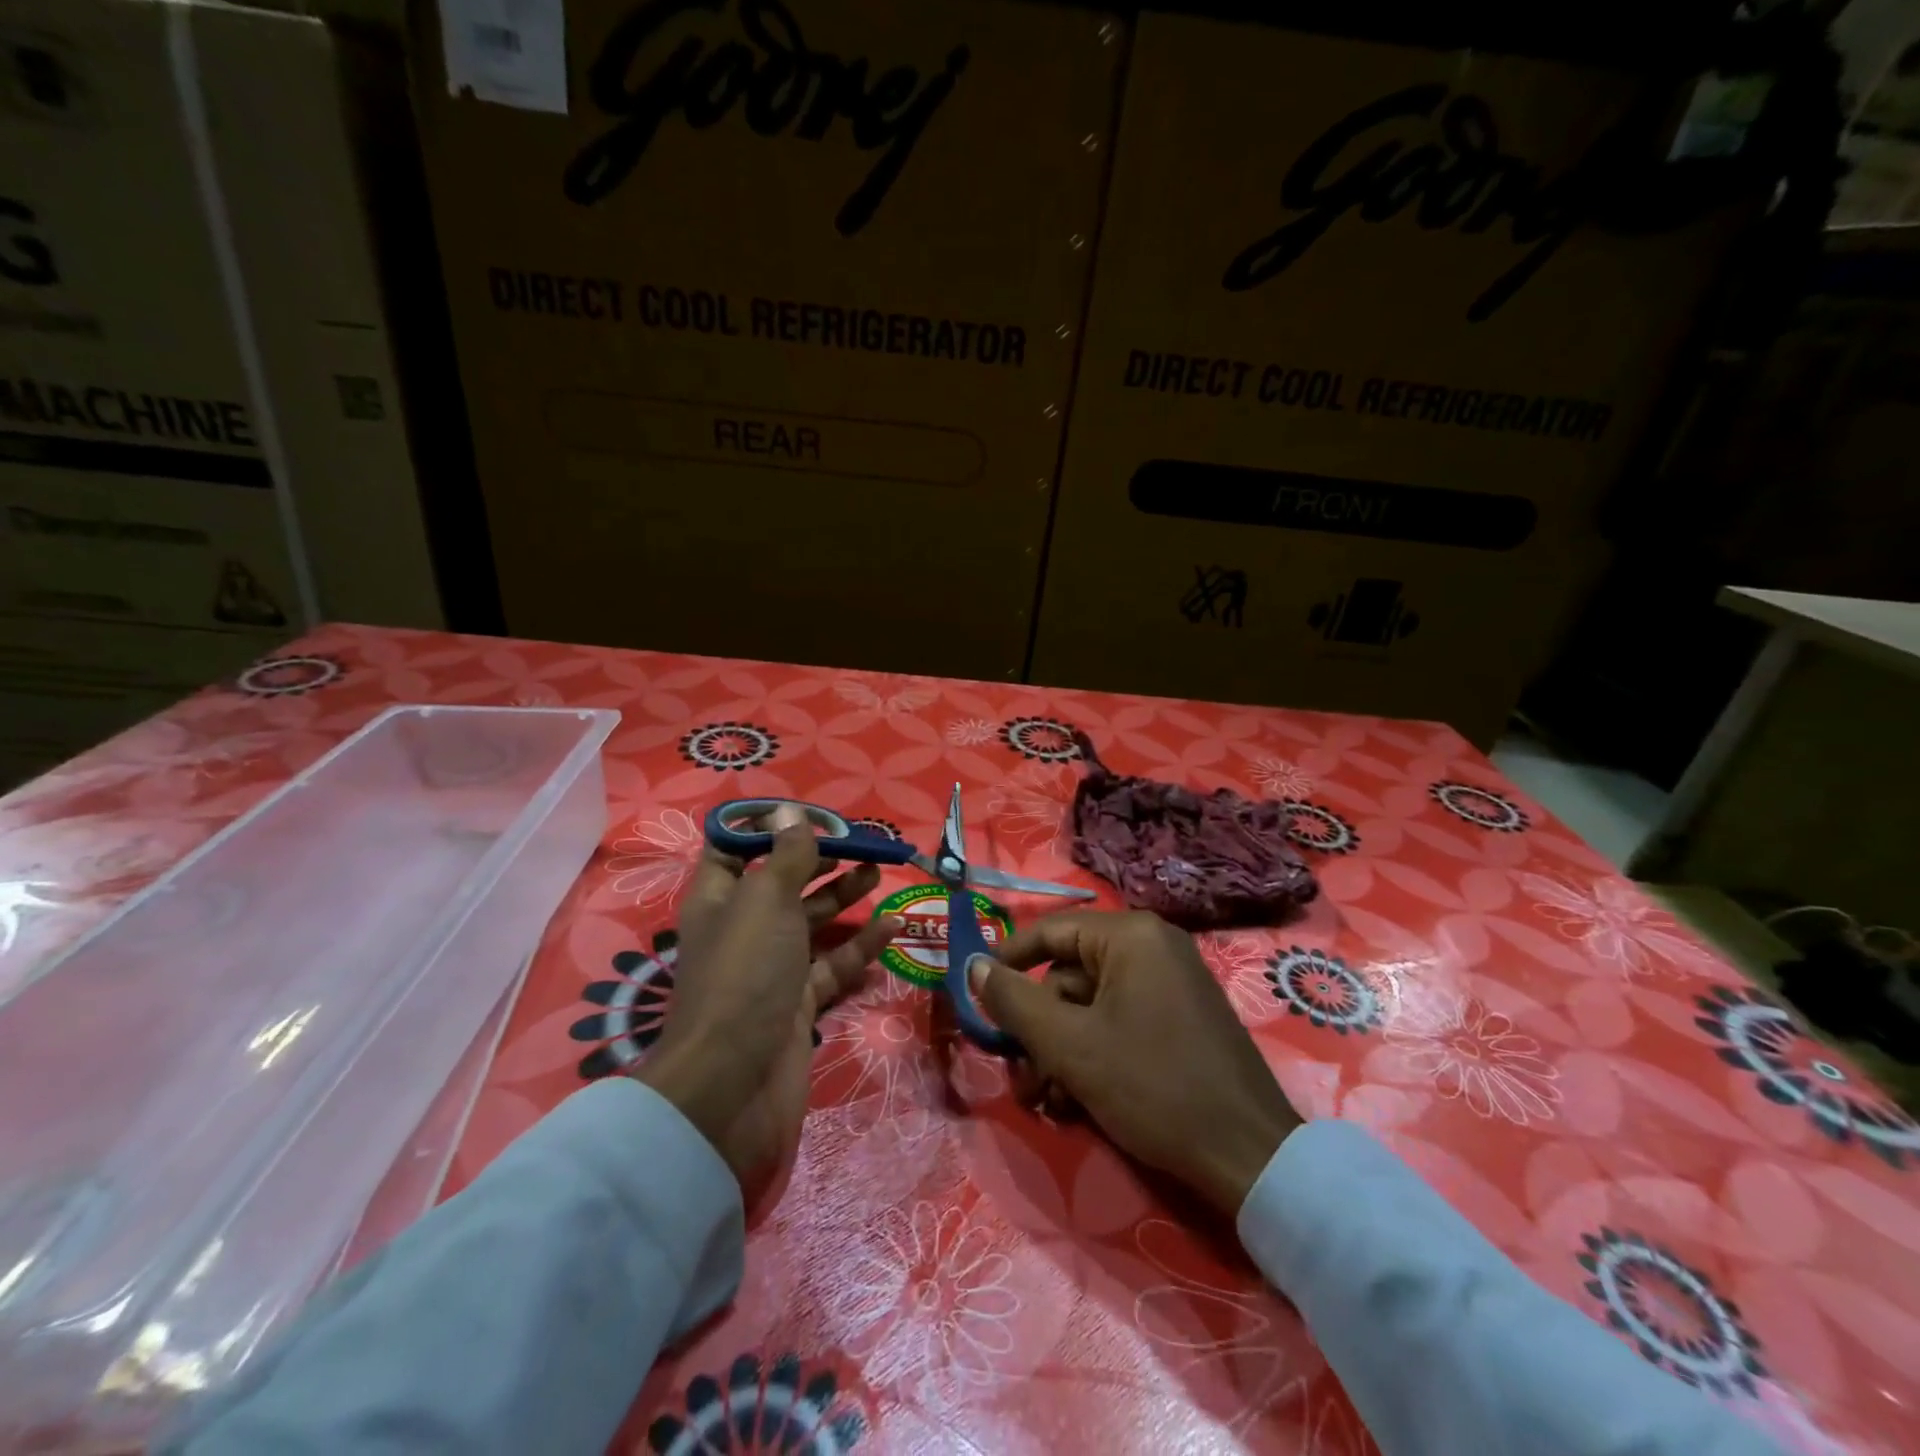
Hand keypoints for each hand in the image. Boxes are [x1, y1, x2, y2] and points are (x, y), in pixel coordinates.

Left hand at [636, 822, 898, 1201]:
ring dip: (843, 895)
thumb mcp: (766, 900)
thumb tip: (791, 813)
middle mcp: (743, 928)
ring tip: (879, 871)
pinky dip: (860, 945)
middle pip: (782, 881)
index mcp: (719, 898)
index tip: (810, 815)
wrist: (733, 1084)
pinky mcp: (798, 1001)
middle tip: (859, 841)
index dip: (767, 827)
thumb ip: (787, 857)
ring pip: (811, 921)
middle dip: (818, 858)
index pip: (734, 849)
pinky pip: (833, 963)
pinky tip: (894, 926)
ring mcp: (771, 967)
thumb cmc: (745, 973)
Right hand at [968, 910, 1302, 1213]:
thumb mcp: (1070, 1045)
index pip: (1050, 931)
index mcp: (1131, 936)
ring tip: (1046, 1102)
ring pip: (1090, 1008)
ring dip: (1059, 1052)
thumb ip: (1014, 1001)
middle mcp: (1152, 948)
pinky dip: (1092, 1057)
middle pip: (1068, 977)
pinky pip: (1118, 1023)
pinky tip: (1076, 1104)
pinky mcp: (1180, 1019)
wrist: (1249, 1155)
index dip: (1007, 962)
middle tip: (1019, 1079)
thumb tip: (973, 965)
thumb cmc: (1152, 1086)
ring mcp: (1170, 984)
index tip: (976, 998)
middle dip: (1038, 1031)